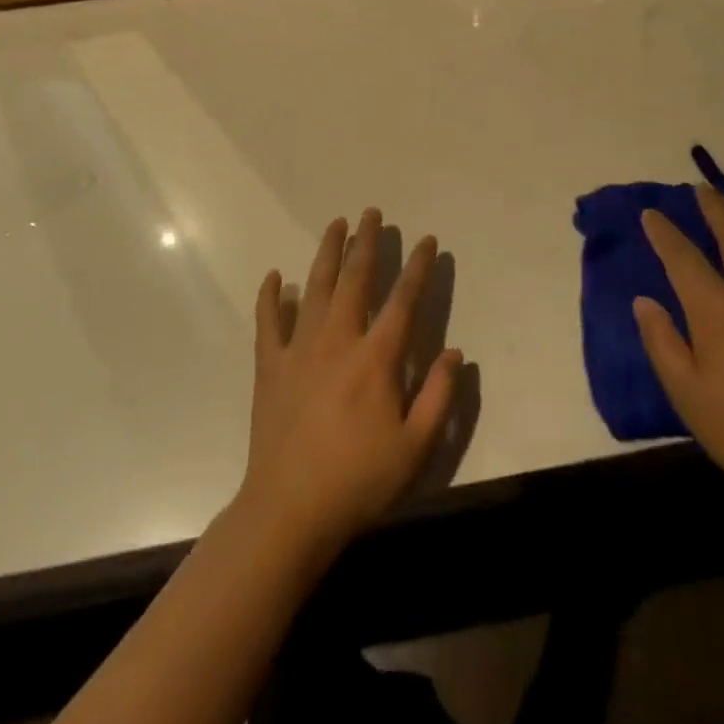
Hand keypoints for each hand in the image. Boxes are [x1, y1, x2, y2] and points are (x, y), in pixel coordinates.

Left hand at [239, 210, 462, 554]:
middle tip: (371, 213)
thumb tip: (455, 353)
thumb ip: (439, 396)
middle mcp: (338, 341)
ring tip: (336, 224)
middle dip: (366, 243)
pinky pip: (267, 321)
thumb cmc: (358, 481)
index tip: (426, 240)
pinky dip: (270, 296)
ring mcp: (299, 349)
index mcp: (376, 359)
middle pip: (355, 280)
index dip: (417, 267)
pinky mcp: (270, 366)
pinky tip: (275, 276)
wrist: (289, 510)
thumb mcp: (415, 447)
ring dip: (327, 253)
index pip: (402, 300)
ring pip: (314, 288)